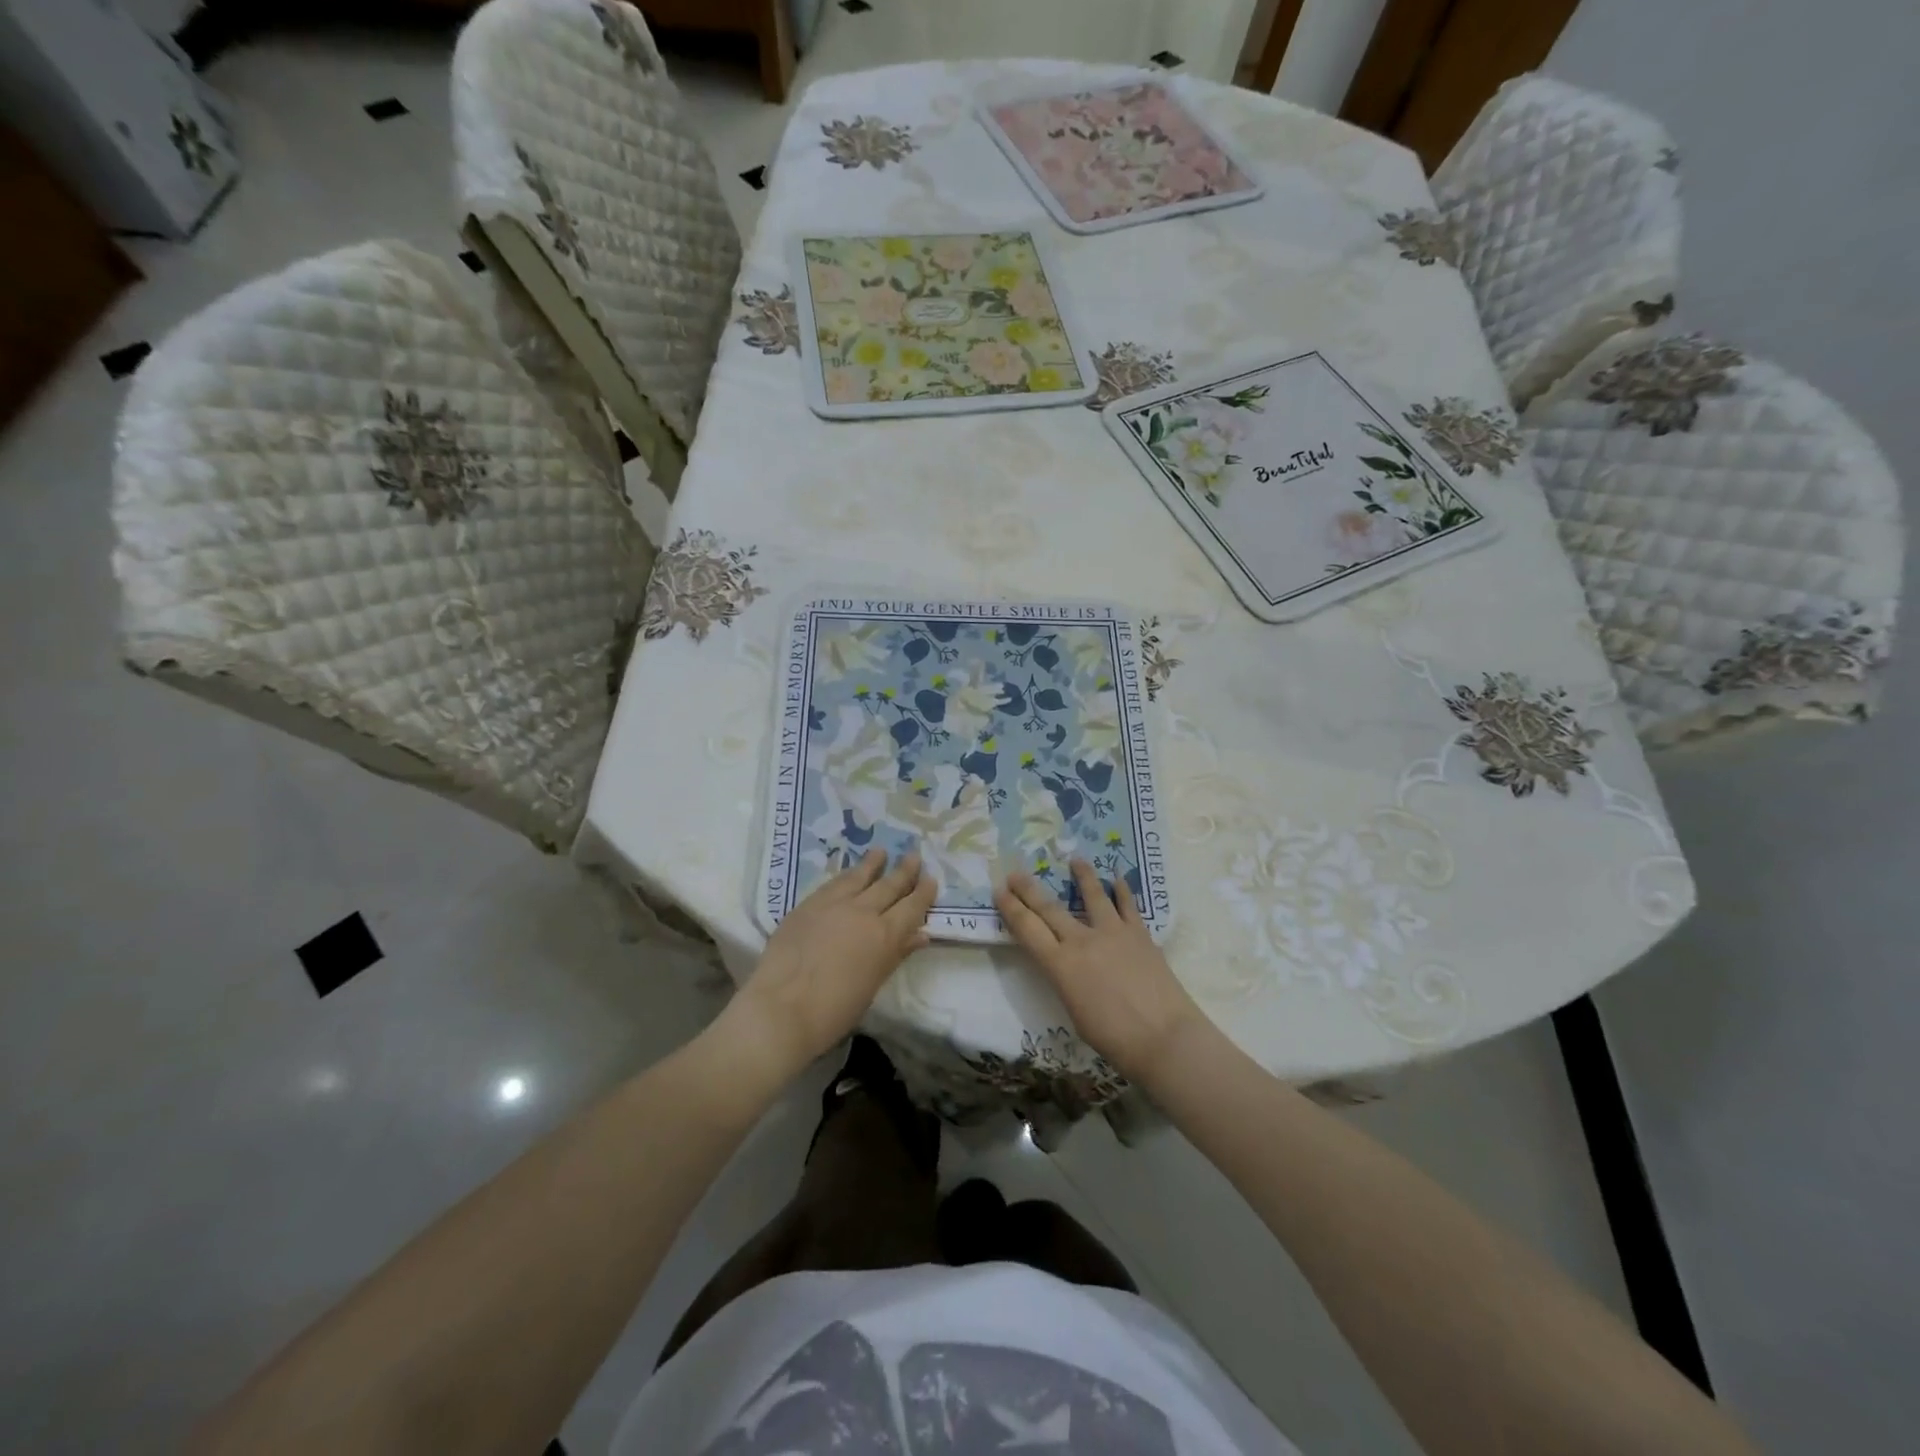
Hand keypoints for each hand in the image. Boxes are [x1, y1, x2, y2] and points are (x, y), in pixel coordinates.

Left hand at [719, 849, 936, 1083]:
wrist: (782, 1008)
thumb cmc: (834, 1010)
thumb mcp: (873, 984)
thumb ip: (896, 954)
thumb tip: (920, 935)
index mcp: (885, 935)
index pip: (912, 907)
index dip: (923, 893)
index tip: (931, 880)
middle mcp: (863, 912)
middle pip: (889, 886)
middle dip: (904, 871)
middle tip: (914, 856)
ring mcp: (833, 904)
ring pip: (859, 877)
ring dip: (873, 864)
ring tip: (881, 852)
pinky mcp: (807, 905)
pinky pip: (833, 883)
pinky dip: (846, 875)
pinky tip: (848, 872)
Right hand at [995, 859, 1207, 1086]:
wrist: (1164, 1036)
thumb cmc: (1114, 1038)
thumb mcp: (1074, 1012)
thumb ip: (1066, 981)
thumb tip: (1068, 967)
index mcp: (1061, 965)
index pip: (1028, 929)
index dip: (1011, 908)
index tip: (999, 891)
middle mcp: (1082, 940)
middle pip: (1050, 908)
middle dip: (1029, 889)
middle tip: (1015, 872)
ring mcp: (1113, 932)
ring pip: (1093, 896)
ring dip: (1082, 876)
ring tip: (1076, 859)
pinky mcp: (1140, 934)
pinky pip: (1128, 906)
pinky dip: (1122, 891)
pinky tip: (1118, 879)